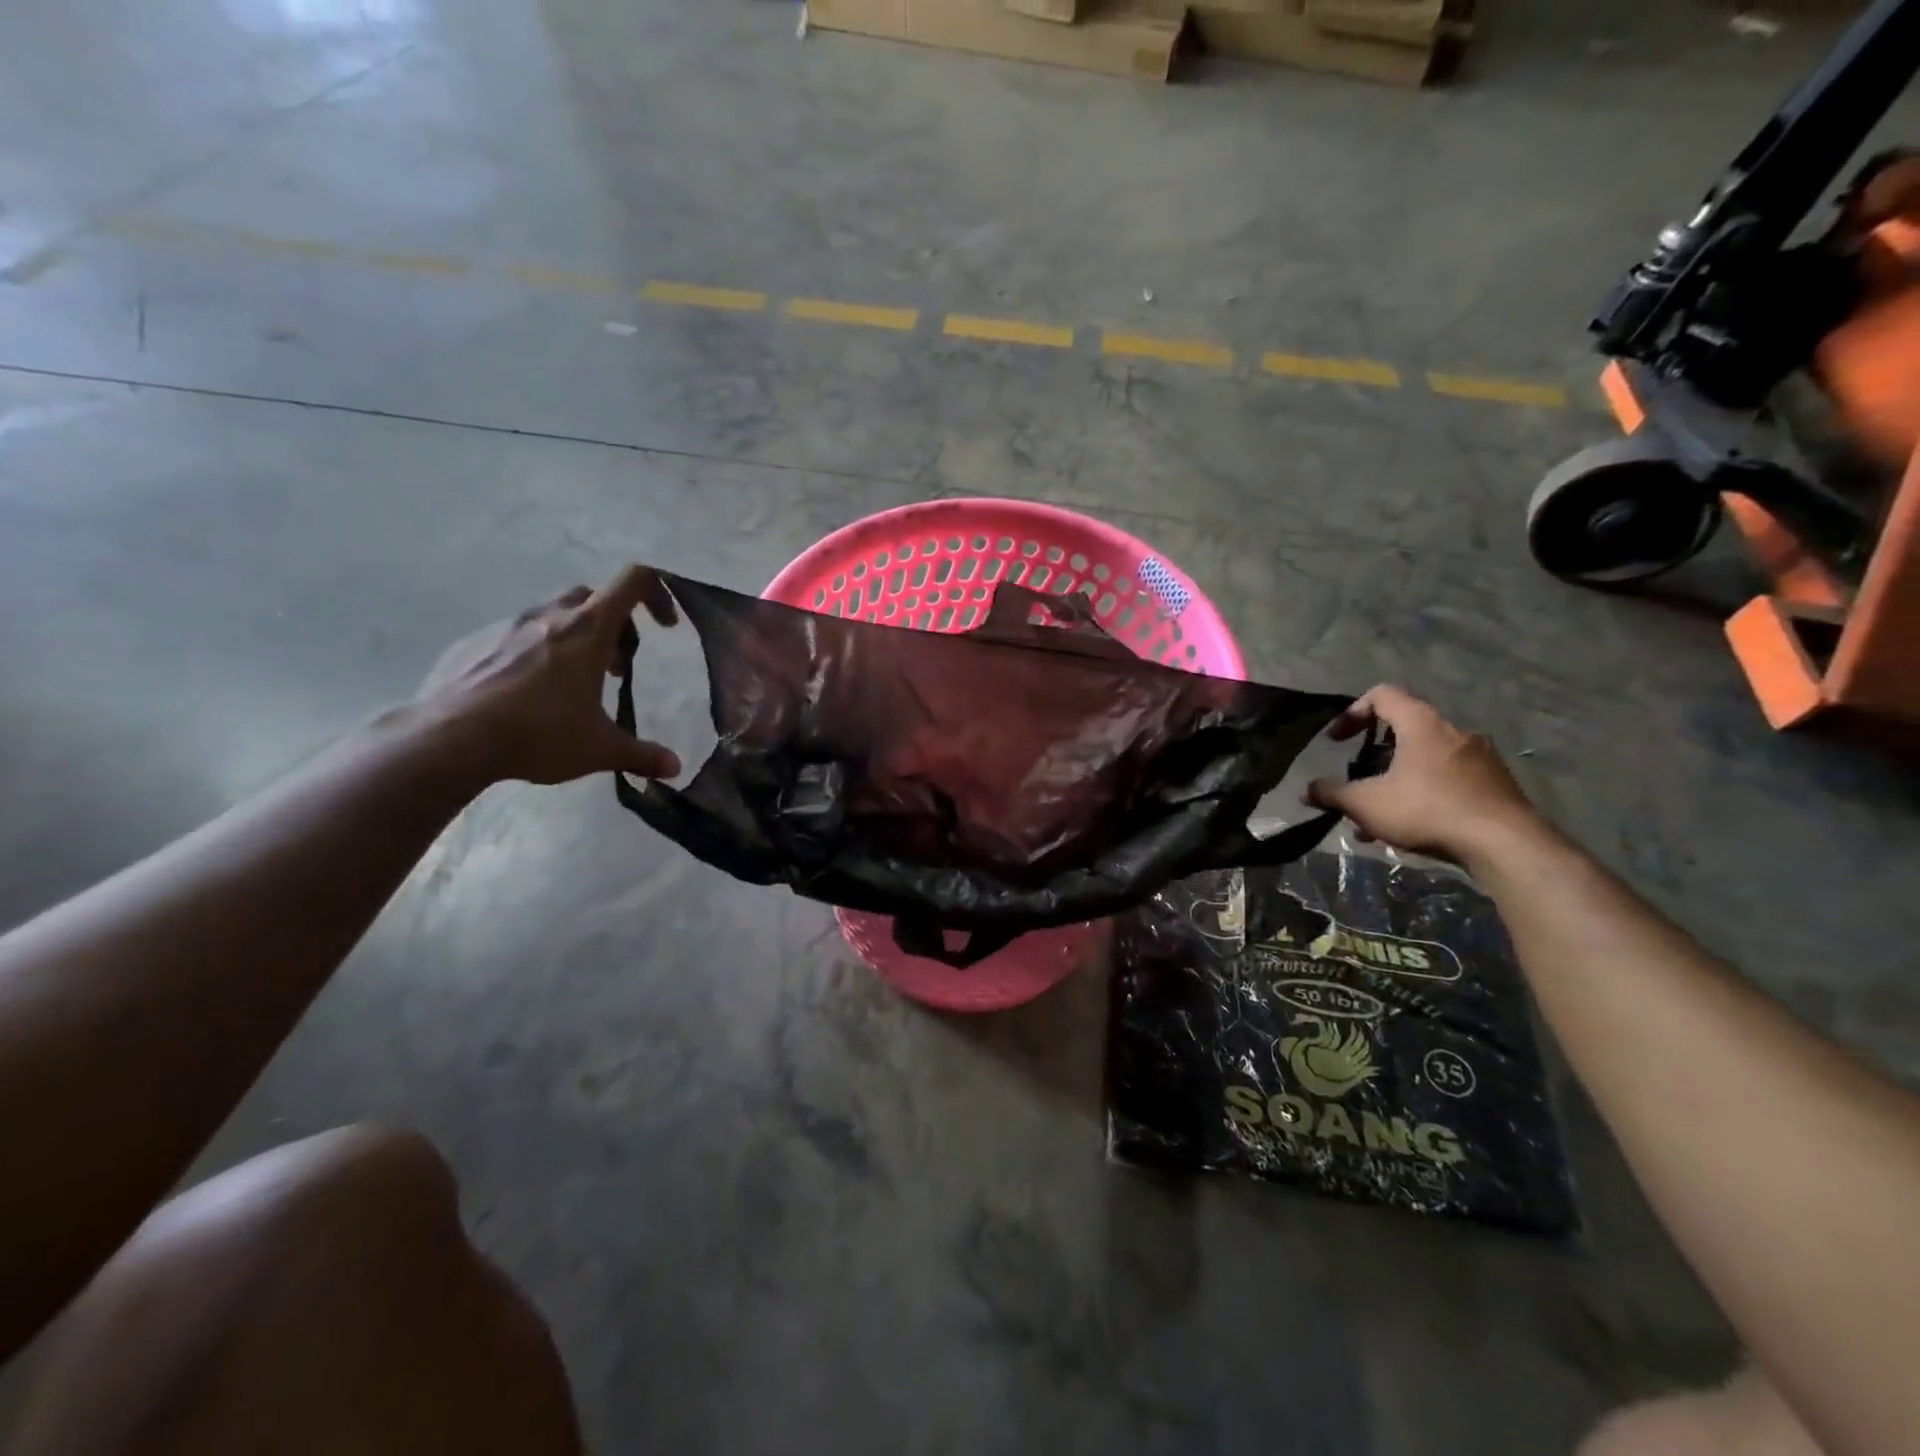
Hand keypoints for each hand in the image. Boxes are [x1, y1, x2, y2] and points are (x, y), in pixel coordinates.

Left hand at [413, 565, 681, 785]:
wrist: (448, 739)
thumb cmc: (538, 735)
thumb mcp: (600, 750)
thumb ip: (642, 755)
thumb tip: (675, 768)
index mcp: (588, 630)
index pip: (633, 581)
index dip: (658, 594)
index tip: (665, 627)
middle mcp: (550, 616)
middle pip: (594, 596)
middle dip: (615, 624)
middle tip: (617, 664)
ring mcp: (507, 626)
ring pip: (554, 614)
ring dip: (575, 638)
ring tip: (573, 684)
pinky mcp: (474, 642)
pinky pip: (516, 635)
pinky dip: (535, 652)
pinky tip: (528, 694)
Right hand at [1304, 685, 1539, 865]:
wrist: (1505, 844)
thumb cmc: (1428, 810)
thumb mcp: (1366, 803)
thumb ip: (1331, 794)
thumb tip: (1307, 791)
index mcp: (1421, 723)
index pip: (1382, 695)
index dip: (1352, 713)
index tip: (1336, 740)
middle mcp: (1453, 731)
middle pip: (1403, 731)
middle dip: (1373, 758)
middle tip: (1356, 782)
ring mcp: (1480, 757)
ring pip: (1424, 760)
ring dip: (1396, 781)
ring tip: (1377, 816)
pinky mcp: (1496, 784)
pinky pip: (1447, 779)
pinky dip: (1423, 794)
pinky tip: (1410, 828)